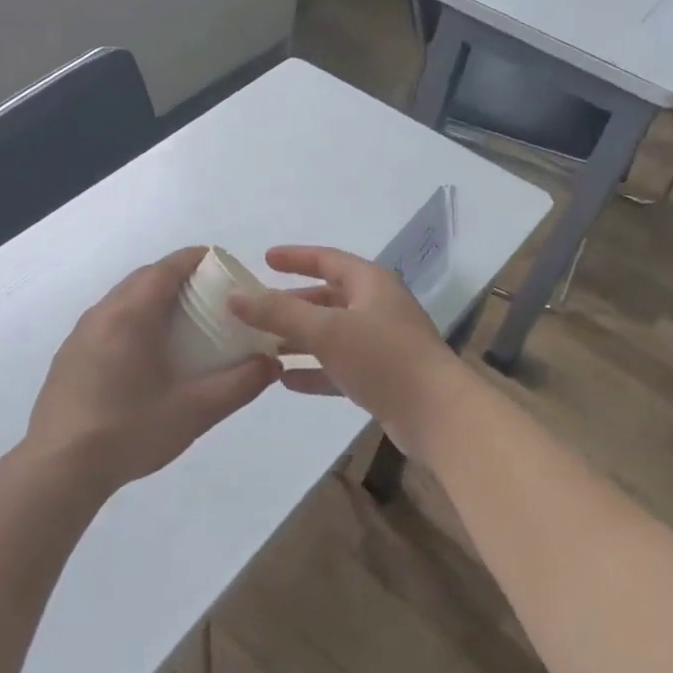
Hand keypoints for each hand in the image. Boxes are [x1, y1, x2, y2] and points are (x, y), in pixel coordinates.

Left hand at [24, 247, 277, 495]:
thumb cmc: (129, 431)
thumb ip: (238, 384)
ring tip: (182, 325)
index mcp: (131, 315)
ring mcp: (80, 333)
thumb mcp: (194, 411)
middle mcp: (102, 313)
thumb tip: (271, 363)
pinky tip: (146, 355)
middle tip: (211, 298)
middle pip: (144, 278)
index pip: (167, 267)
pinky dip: (133, 320)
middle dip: (179, 278)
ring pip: (123, 299)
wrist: (59, 469)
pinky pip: (108, 321)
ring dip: (153, 300)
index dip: (197, 259)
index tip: (224, 267)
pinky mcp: (69, 355)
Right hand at [227, 246, 470, 452]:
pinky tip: (285, 380)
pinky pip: (340, 366)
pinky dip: (314, 370)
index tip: (265, 259)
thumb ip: (278, 313)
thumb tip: (234, 296)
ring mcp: (382, 344)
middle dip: (293, 304)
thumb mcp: (325, 330)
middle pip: (328, 298)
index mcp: (371, 284)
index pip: (328, 259)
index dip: (296, 257)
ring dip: (300, 339)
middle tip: (258, 309)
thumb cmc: (383, 358)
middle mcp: (378, 308)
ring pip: (332, 334)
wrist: (438, 415)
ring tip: (263, 345)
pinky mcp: (382, 378)